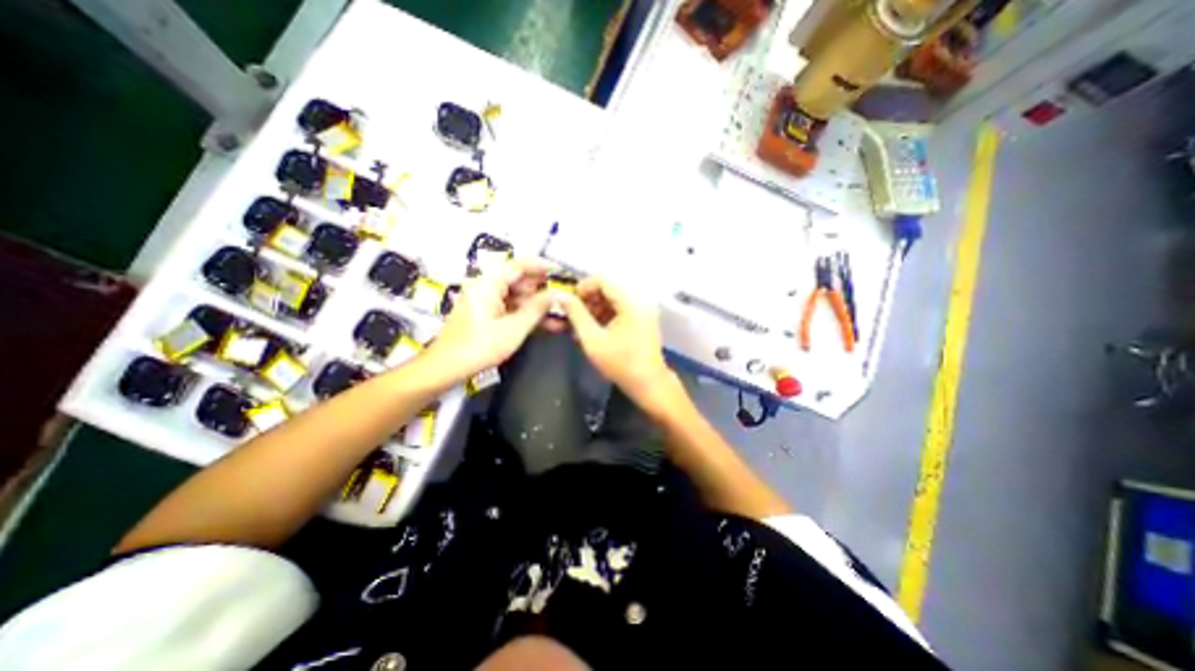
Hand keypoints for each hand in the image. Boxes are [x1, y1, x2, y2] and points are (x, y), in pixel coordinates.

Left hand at [425, 257, 555, 382]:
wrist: (447, 367)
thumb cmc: (481, 346)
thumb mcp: (515, 328)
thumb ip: (537, 309)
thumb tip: (556, 294)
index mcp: (489, 284)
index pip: (518, 266)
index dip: (539, 267)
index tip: (558, 272)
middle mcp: (485, 287)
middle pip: (517, 281)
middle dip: (540, 290)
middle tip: (561, 299)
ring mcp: (483, 300)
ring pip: (515, 296)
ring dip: (534, 305)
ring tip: (557, 315)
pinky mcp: (483, 313)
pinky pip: (508, 307)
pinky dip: (523, 313)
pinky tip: (542, 323)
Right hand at [559, 276, 675, 405]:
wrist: (648, 385)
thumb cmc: (620, 364)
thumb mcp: (592, 339)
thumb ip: (576, 315)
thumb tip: (561, 296)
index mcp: (631, 302)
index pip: (603, 280)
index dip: (583, 287)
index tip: (569, 302)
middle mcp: (639, 301)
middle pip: (608, 289)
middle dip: (588, 300)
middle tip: (572, 316)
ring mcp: (642, 311)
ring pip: (613, 300)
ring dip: (594, 309)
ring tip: (579, 327)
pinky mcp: (642, 320)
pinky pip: (620, 310)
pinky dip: (605, 317)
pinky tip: (592, 331)